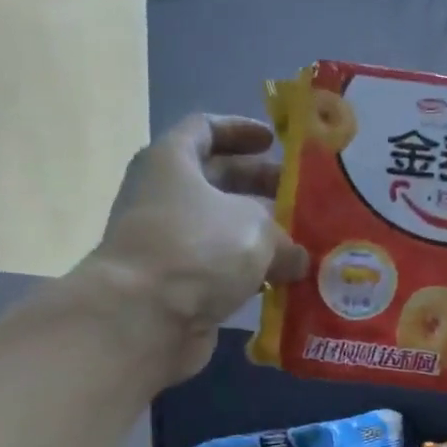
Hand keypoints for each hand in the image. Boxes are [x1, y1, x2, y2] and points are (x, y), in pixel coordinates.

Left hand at [92, 114, 307, 379]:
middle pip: (217, 181)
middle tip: (300, 198)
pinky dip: (248, 273)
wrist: (144, 317)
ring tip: (302, 244)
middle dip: (259, 188)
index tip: (274, 141)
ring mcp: (168, 244)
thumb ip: (284, 236)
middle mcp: (164, 197)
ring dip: (259, 236)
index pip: (205, 129)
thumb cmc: (198, 249)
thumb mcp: (256, 228)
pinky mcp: (176, 286)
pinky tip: (284, 282)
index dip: (240, 131)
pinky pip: (219, 270)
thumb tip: (297, 259)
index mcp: (173, 161)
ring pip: (221, 230)